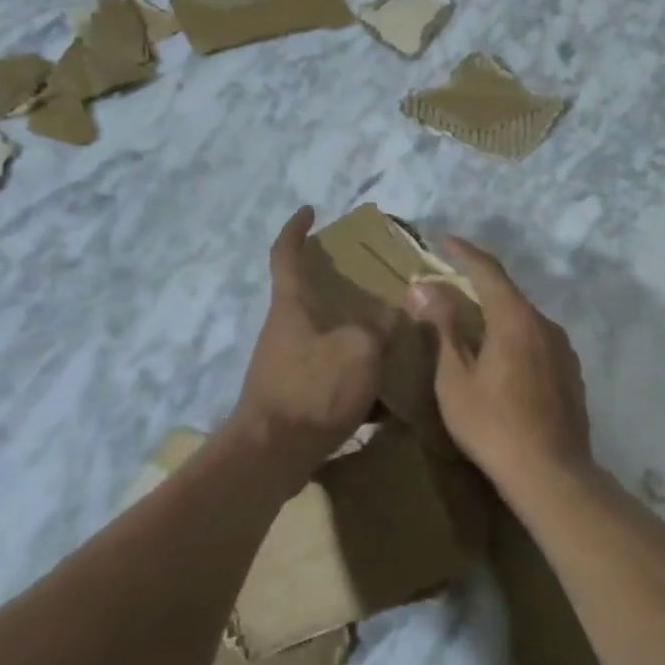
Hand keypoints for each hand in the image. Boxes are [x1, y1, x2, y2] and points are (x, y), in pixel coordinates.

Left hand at [227, 207, 383, 474]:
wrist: (272, 454)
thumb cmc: (313, 389)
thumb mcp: (359, 350)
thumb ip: (379, 328)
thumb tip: (391, 317)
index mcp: (291, 307)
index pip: (286, 254)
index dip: (297, 229)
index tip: (310, 210)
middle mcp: (284, 330)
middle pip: (308, 296)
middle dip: (338, 287)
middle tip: (374, 284)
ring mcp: (286, 364)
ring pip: (324, 337)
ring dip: (352, 335)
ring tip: (390, 337)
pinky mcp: (293, 396)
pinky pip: (329, 375)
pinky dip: (354, 377)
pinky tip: (384, 394)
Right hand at [406, 236, 593, 497]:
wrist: (551, 473)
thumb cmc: (493, 425)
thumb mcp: (455, 378)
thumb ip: (443, 327)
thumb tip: (424, 286)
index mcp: (516, 319)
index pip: (488, 270)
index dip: (464, 252)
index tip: (444, 240)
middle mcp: (545, 324)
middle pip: (508, 294)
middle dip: (478, 285)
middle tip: (450, 287)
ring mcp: (563, 349)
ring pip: (524, 319)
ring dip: (497, 315)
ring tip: (471, 327)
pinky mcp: (571, 373)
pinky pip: (537, 341)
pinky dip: (514, 338)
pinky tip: (501, 361)